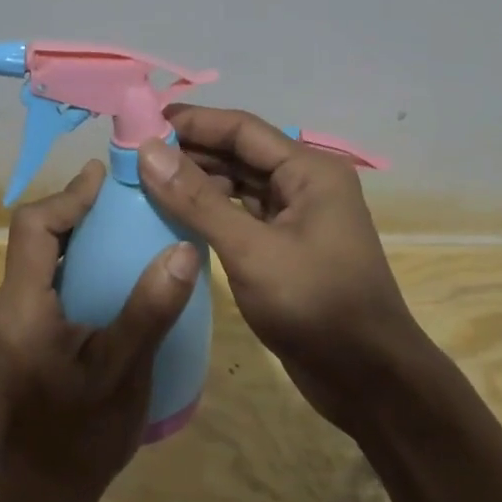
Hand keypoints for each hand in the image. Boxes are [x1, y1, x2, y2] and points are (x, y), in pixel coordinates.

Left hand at [0, 160, 202, 501]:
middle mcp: (4, 307)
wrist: (39, 499)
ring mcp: (6, 325)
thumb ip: (150, 309)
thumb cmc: (81, 436)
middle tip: (120, 201)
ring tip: (118, 230)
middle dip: (72, 212)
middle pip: (31, 238)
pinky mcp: (16, 340)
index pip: (33, 227)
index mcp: (21, 307)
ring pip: (34, 261)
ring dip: (71, 238)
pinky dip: (68, 266)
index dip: (69, 196)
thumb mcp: (123, 372)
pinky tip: (104, 280)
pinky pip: (39, 284)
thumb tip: (183, 249)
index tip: (106, 179)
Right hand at [135, 106, 423, 431]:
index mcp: (309, 170)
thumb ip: (197, 200)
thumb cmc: (315, 305)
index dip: (191, 122)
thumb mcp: (251, 250)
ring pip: (238, 185)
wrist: (368, 380)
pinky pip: (241, 215)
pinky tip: (174, 216)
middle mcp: (305, 184)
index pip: (241, 129)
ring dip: (197, 182)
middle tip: (133, 154)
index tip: (141, 122)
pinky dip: (210, 212)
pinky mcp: (286, 247)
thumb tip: (148, 150)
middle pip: (239, 154)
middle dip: (190, 152)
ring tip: (144, 182)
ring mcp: (297, 217)